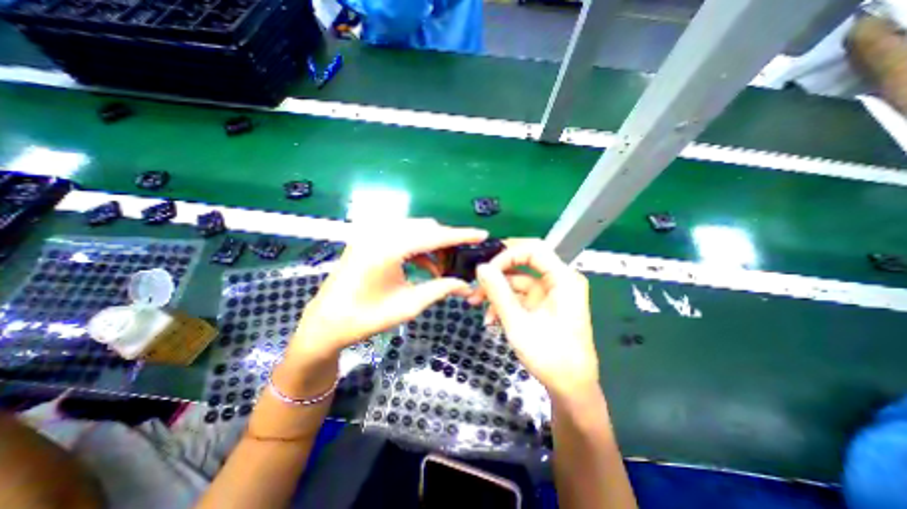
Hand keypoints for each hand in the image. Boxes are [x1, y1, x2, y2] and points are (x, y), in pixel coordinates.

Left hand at [290, 216, 489, 363]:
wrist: (325, 323)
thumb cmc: (365, 318)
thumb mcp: (408, 305)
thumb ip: (440, 289)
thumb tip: (467, 285)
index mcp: (389, 248)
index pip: (435, 236)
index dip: (461, 235)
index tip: (482, 234)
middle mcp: (380, 232)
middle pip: (426, 228)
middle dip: (447, 242)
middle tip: (460, 261)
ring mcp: (372, 233)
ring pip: (415, 229)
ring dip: (432, 245)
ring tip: (442, 267)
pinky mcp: (368, 238)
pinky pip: (402, 235)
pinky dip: (418, 247)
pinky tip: (425, 265)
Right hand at [472, 240, 600, 399]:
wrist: (570, 389)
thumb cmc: (550, 356)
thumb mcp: (518, 323)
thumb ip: (498, 292)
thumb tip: (481, 267)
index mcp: (563, 279)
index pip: (534, 249)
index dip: (507, 254)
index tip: (486, 269)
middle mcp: (559, 281)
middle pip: (523, 264)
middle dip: (497, 274)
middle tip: (476, 284)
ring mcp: (550, 293)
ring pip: (517, 281)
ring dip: (496, 292)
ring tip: (475, 303)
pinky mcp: (543, 305)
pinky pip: (519, 296)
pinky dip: (504, 303)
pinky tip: (490, 318)